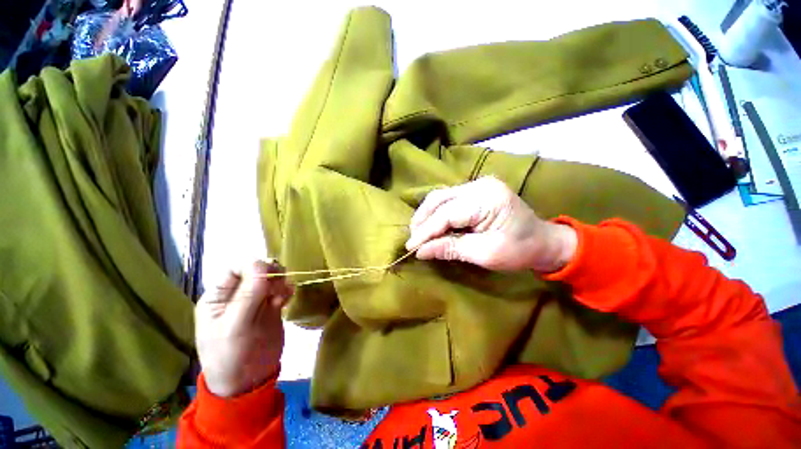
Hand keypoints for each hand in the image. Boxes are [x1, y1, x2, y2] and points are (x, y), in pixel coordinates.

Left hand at [195, 261, 293, 397]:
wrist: (248, 381)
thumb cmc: (231, 355)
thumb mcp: (235, 326)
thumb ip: (248, 294)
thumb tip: (262, 263)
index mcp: (218, 297)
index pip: (234, 269)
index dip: (252, 266)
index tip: (269, 272)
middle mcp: (236, 296)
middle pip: (255, 271)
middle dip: (269, 273)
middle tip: (280, 283)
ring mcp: (255, 302)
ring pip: (271, 279)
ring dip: (280, 281)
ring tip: (284, 294)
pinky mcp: (271, 308)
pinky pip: (281, 291)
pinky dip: (287, 290)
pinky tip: (288, 298)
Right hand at [405, 177, 576, 272]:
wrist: (544, 241)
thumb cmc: (519, 251)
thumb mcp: (485, 254)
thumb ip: (451, 249)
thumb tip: (420, 251)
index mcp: (487, 199)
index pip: (446, 213)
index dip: (426, 231)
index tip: (411, 247)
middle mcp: (480, 185)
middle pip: (440, 199)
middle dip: (422, 220)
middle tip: (412, 240)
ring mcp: (478, 185)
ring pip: (441, 197)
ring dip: (427, 215)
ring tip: (418, 233)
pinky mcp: (476, 190)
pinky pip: (449, 199)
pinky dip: (437, 213)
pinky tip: (431, 225)